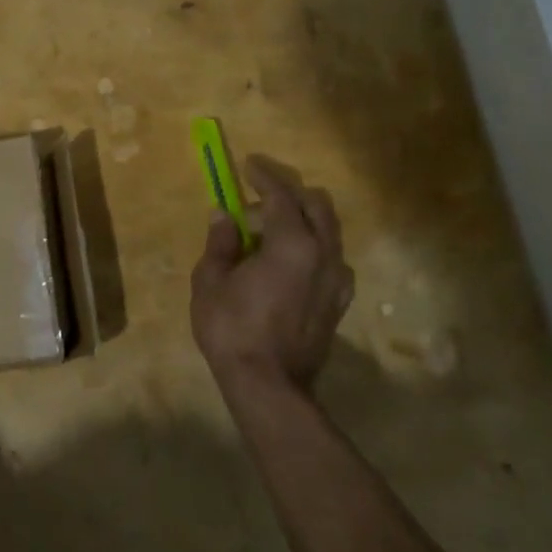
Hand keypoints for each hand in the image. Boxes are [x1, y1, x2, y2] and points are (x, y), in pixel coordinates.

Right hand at [191, 156, 355, 395]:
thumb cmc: (232, 329)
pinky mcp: (339, 303)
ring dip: (302, 221)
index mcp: (293, 245)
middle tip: (257, 200)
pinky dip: (312, 247)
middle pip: (317, 207)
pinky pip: (331, 259)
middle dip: (289, 194)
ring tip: (270, 232)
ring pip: (329, 232)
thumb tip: (224, 215)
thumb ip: (221, 242)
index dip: (264, 176)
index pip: (282, 196)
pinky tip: (289, 261)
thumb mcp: (211, 280)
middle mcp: (324, 256)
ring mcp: (337, 281)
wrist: (269, 387)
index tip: (249, 164)